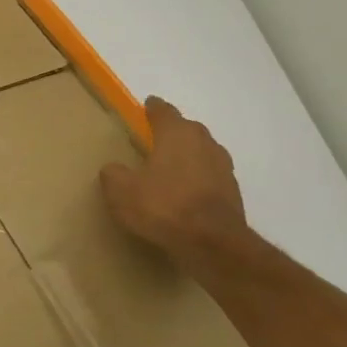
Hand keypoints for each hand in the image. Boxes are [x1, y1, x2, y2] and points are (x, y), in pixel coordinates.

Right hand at [100, 97, 248, 267]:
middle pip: (188, 129)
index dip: (154, 108)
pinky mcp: (233, 191)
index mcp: (176, 135)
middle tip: (157, 137)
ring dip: (189, 154)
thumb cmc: (162, 206)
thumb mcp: (121, 191)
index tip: (148, 104)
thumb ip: (114, 174)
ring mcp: (223, 167)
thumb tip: (113, 168)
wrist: (212, 242)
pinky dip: (199, 177)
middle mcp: (204, 143)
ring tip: (172, 165)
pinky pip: (211, 175)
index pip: (164, 112)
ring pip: (203, 151)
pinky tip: (187, 190)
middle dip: (174, 130)